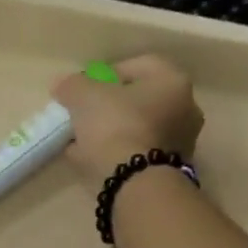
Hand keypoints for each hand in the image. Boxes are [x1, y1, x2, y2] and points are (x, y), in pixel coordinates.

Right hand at [51, 54, 204, 186]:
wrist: (136, 182)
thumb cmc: (116, 126)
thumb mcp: (84, 96)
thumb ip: (72, 85)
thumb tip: (63, 85)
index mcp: (172, 81)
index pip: (139, 65)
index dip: (107, 72)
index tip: (85, 88)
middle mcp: (185, 108)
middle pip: (139, 99)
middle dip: (109, 105)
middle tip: (83, 114)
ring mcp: (180, 141)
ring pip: (138, 128)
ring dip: (111, 131)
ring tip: (81, 141)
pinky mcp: (169, 168)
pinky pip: (137, 152)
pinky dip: (117, 153)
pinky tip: (92, 160)